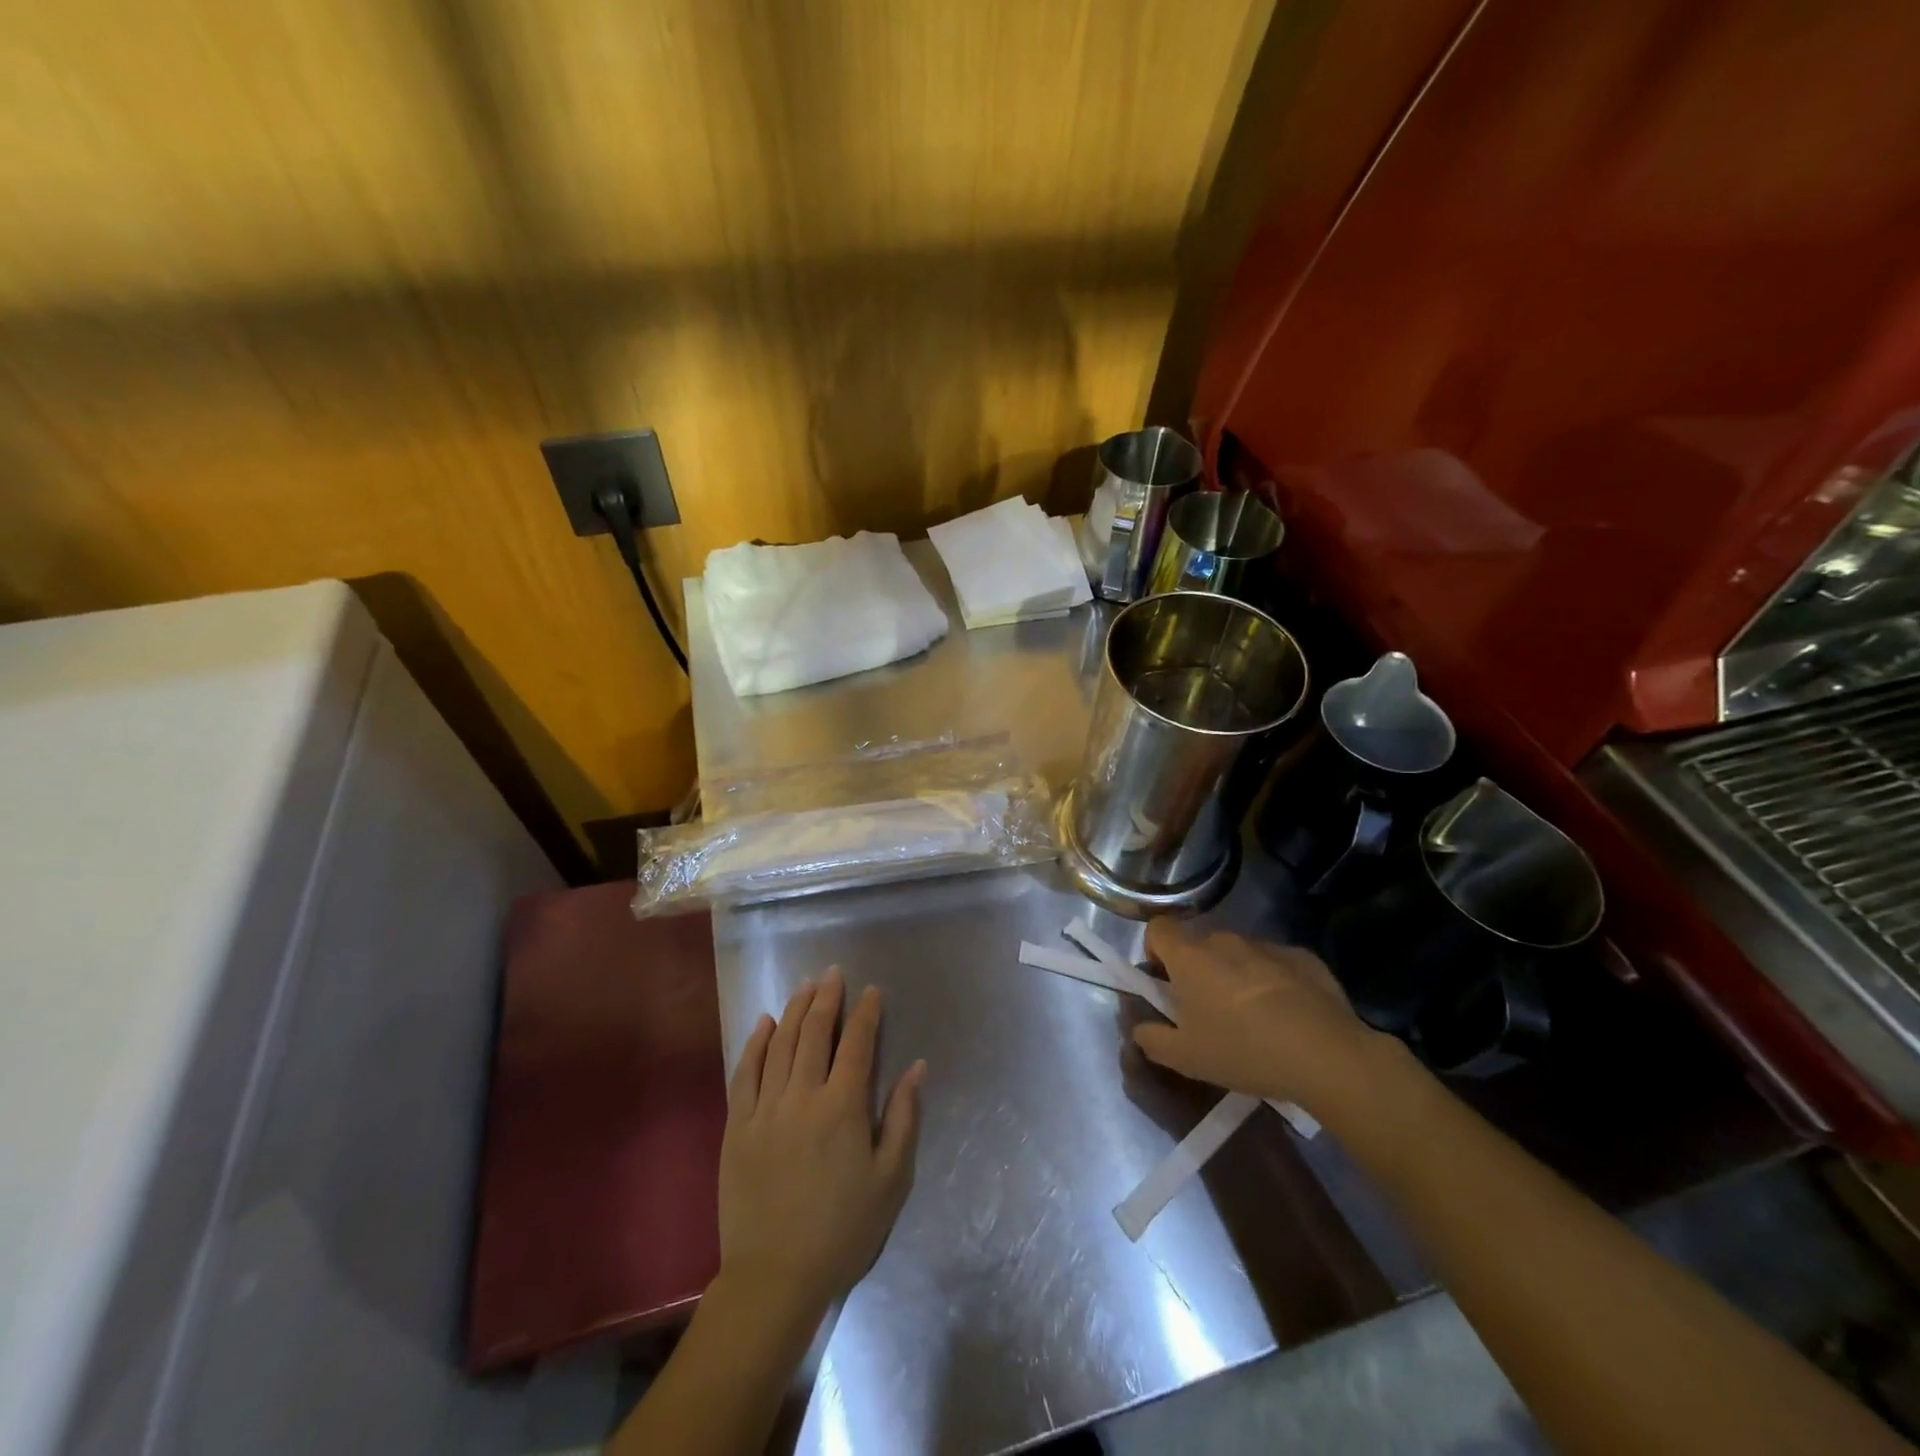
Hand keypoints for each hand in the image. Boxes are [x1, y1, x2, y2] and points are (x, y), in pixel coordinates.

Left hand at [718, 969, 924, 1327]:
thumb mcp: (892, 1180)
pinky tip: (765, 1024)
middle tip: (834, 973)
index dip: (866, 1013)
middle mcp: (802, 1096)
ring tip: (805, 986)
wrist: (775, 1277)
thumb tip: (917, 1066)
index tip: (872, 991)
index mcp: (843, 1108)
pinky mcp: (736, 1126)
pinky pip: (745, 1073)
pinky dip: (756, 1043)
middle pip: (815, 1033)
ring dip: (795, 1010)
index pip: (857, 1044)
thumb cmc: (843, 1229)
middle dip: (827, 998)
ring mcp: (765, 1109)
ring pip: (780, 1044)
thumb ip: (904, 1117)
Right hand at [1132, 921, 1390, 1111]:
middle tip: (1207, 1011)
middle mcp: (1225, 941)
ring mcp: (1266, 946)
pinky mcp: (1303, 957)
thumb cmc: (1243, 1050)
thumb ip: (1153, 1040)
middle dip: (1198, 970)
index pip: (1158, 929)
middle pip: (1200, 944)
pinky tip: (1288, 1018)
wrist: (1326, 1054)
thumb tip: (1139, 1030)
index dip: (1155, 949)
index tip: (1164, 981)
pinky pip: (1276, 964)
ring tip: (1252, 1019)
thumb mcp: (1186, 1058)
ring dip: (1236, 976)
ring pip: (1239, 954)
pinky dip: (1274, 982)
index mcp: (1190, 957)